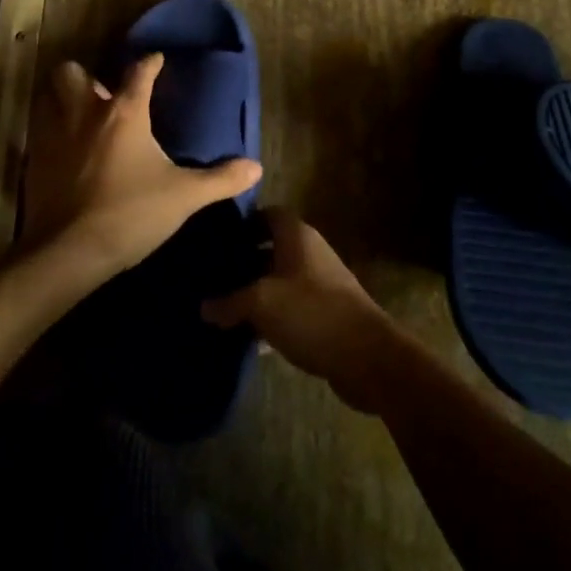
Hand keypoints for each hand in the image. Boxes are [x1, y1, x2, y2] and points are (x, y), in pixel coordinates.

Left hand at [22, 54, 260, 277]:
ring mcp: (54, 134)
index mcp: (125, 113)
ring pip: (48, 96)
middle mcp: (85, 113)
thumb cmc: (131, 214)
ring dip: (61, 99)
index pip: (140, 72)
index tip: (157, 60)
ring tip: (79, 116)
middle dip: (86, 76)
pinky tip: (63, 150)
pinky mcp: (34, 160)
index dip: (151, 64)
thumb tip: (256, 167)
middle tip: (102, 95)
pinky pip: (38, 131)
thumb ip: (220, 179)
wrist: (69, 252)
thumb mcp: (183, 197)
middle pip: (73, 73)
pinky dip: (49, 131)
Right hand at [201, 209, 402, 412]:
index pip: (268, 214)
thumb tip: (204, 307)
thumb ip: (230, 302)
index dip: (244, 222)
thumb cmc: (311, 313)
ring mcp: (321, 283)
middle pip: (272, 247)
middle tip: (213, 275)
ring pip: (281, 280)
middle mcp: (310, 252)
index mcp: (297, 236)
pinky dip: (273, 316)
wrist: (367, 356)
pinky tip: (251, 336)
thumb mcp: (261, 303)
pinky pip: (291, 306)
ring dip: (257, 291)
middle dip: (244, 260)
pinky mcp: (326, 313)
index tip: (217, 238)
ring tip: (224, 306)